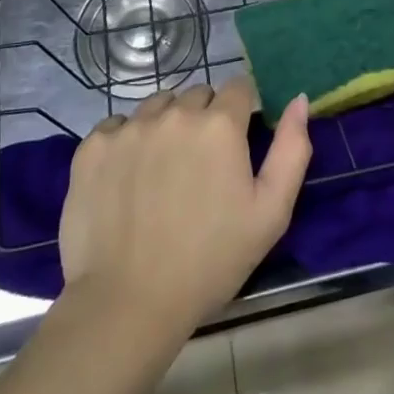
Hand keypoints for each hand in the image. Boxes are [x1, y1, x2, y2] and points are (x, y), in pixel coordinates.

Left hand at [59, 77, 310, 336]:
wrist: (128, 304)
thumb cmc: (210, 261)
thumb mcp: (271, 213)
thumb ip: (292, 149)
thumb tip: (300, 99)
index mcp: (219, 124)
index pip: (238, 88)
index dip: (241, 114)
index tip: (235, 146)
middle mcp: (174, 113)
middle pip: (197, 95)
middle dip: (204, 119)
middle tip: (199, 168)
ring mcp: (129, 127)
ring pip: (158, 106)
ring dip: (166, 125)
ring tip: (162, 173)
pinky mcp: (93, 147)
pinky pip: (118, 126)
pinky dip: (126, 142)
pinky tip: (128, 180)